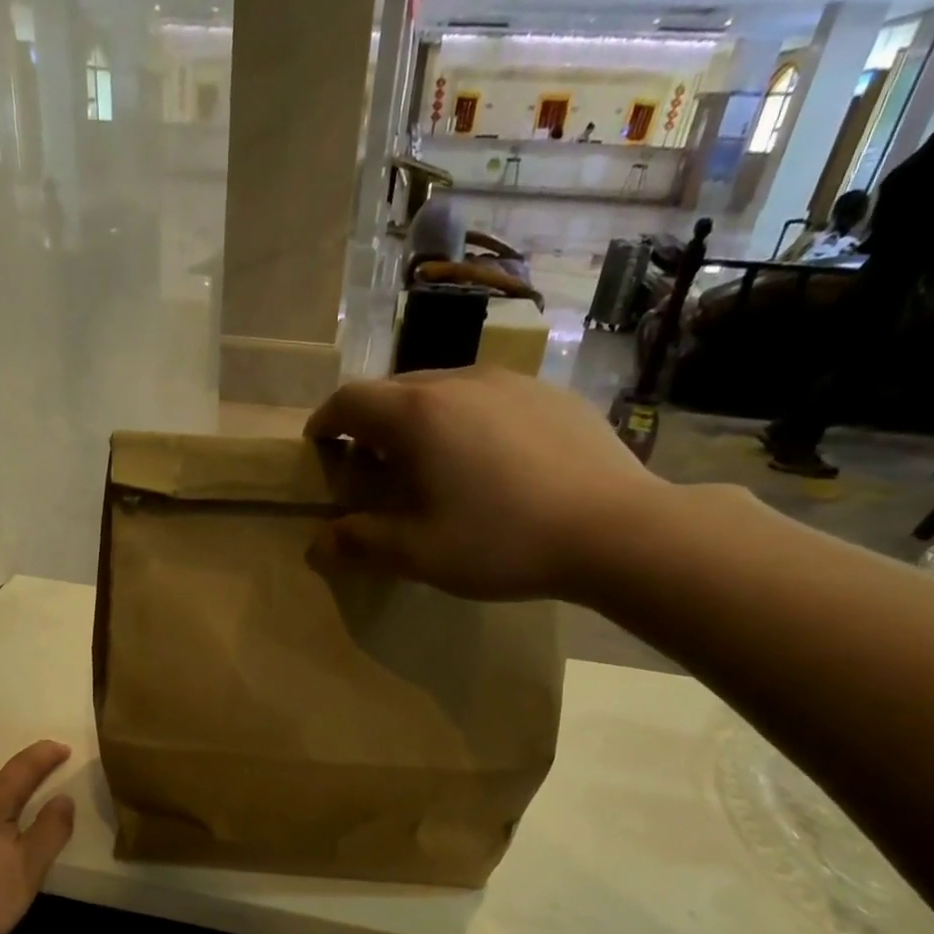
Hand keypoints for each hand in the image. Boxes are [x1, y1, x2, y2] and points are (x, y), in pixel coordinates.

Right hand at [305, 367, 662, 600]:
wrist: (616, 529)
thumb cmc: (502, 541)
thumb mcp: (418, 553)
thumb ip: (360, 542)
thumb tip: (317, 545)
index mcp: (418, 414)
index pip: (350, 400)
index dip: (325, 421)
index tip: (318, 446)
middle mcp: (460, 380)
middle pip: (395, 390)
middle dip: (371, 424)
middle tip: (371, 467)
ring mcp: (511, 381)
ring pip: (444, 390)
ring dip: (420, 422)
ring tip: (430, 465)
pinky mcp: (550, 394)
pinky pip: (489, 398)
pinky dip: (466, 422)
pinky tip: (488, 464)